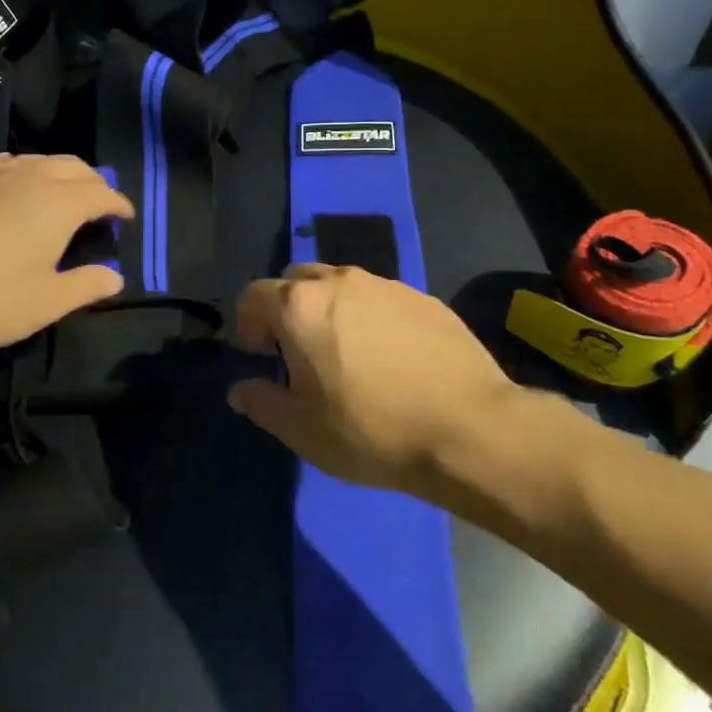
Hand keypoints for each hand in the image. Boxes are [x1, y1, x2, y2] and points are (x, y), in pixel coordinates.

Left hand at [0, 154, 133, 360]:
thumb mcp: (46, 303)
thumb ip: (86, 286)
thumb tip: (116, 277)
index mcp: (58, 203)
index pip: (101, 194)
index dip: (118, 205)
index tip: (125, 218)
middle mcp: (27, 177)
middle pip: (72, 166)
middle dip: (92, 182)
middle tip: (98, 203)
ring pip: (35, 160)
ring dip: (56, 172)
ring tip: (59, 192)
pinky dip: (17, 169)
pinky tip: (9, 180)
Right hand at [228, 263, 573, 496]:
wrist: (470, 430)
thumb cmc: (371, 430)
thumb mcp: (301, 430)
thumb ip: (261, 402)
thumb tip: (240, 390)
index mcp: (300, 306)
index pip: (253, 295)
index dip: (248, 324)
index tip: (261, 357)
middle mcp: (339, 281)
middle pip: (296, 281)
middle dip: (287, 310)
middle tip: (299, 353)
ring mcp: (386, 285)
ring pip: (341, 286)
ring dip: (330, 310)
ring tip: (347, 354)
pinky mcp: (424, 298)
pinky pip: (380, 299)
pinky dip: (371, 318)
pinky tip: (390, 358)